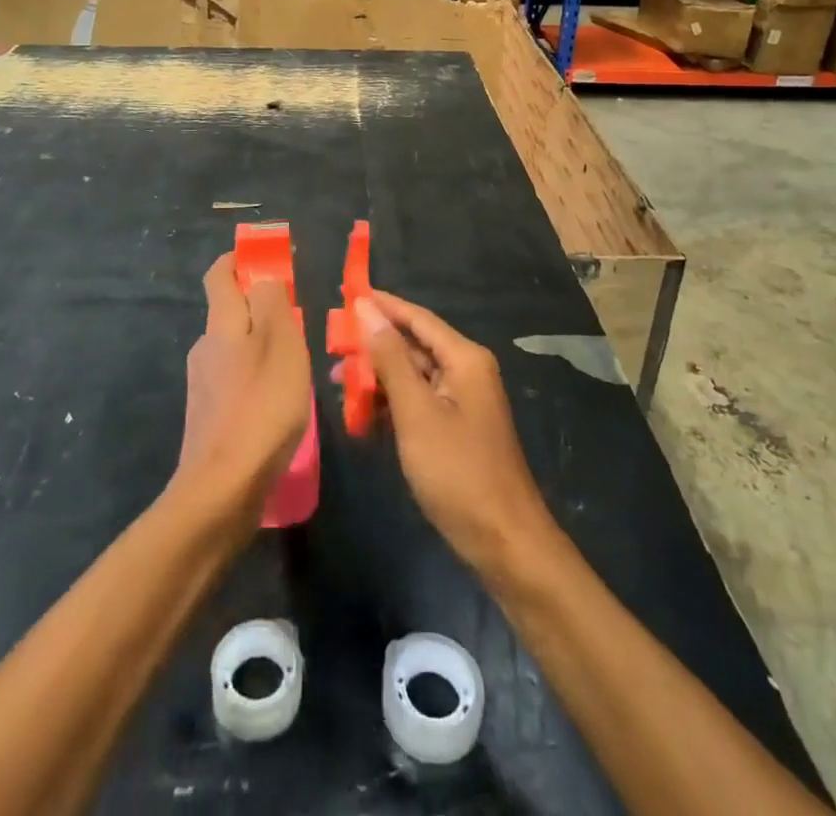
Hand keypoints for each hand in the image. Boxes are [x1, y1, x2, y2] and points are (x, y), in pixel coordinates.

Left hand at [172, 253, 311, 526]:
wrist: (222, 490)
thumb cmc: (261, 407)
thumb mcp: (280, 344)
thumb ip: (272, 303)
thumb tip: (263, 276)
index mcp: (220, 324)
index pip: (219, 274)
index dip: (240, 259)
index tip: (268, 257)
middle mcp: (205, 348)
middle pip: (229, 312)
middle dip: (259, 305)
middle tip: (299, 315)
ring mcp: (204, 385)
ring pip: (235, 349)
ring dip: (261, 345)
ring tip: (298, 362)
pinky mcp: (211, 417)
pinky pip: (237, 381)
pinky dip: (257, 377)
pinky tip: (281, 401)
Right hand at [361, 291, 554, 572]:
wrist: (505, 543)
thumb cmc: (458, 472)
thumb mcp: (417, 412)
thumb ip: (390, 358)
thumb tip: (366, 309)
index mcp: (464, 358)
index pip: (416, 318)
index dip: (381, 305)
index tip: (345, 293)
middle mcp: (466, 371)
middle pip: (413, 345)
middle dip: (373, 346)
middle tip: (331, 346)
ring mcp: (462, 401)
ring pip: (412, 376)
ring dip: (378, 378)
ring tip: (337, 382)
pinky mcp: (455, 428)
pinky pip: (417, 402)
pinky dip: (391, 404)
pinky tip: (362, 415)